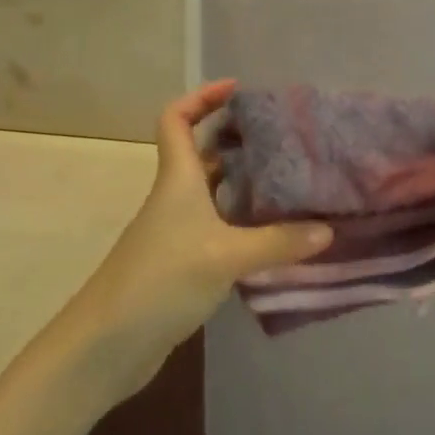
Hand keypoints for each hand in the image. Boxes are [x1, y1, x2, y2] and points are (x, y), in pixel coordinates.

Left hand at [61, 80, 331, 398]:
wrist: (106, 346)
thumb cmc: (160, 281)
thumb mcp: (225, 257)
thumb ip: (278, 243)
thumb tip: (328, 229)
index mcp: (178, 180)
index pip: (176, 119)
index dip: (202, 97)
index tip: (237, 89)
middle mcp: (176, 199)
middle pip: (203, 154)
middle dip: (238, 140)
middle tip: (284, 139)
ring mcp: (178, 233)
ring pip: (215, 194)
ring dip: (246, 185)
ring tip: (291, 182)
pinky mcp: (183, 264)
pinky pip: (220, 229)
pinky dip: (245, 224)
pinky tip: (276, 235)